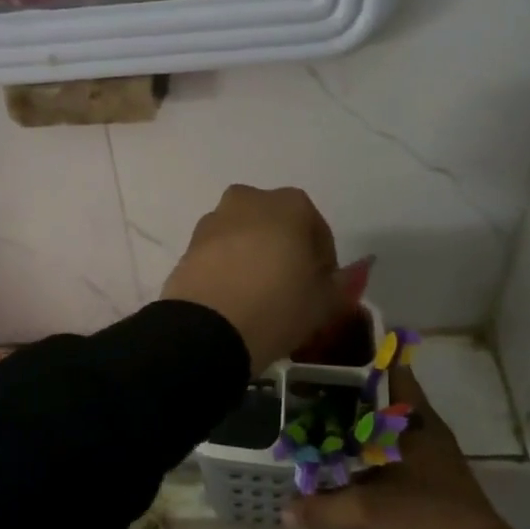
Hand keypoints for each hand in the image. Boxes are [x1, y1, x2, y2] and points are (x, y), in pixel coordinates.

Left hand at [160, 185, 351, 372]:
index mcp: (290, 204)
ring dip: (254, 258)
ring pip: (245, 237)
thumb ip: (339, 285)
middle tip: (291, 290)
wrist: (206, 328)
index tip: (322, 289)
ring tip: (259, 297)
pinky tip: (234, 299)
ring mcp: (214, 220)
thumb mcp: (324, 303)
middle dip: (285, 252)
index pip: (317, 231)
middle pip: (276, 227)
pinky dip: (229, 269)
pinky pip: (219, 254)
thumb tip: (341, 278)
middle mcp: (249, 200)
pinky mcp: (188, 245)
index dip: (323, 262)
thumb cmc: (277, 306)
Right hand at [282, 365, 511, 528]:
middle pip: (389, 399)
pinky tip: (348, 460)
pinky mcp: (433, 481)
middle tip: (318, 385)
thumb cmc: (424, 514)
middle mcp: (426, 430)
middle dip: (357, 393)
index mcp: (416, 420)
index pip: (395, 373)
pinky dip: (373, 451)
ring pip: (392, 428)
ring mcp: (432, 456)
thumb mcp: (367, 510)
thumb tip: (285, 511)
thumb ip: (324, 508)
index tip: (341, 347)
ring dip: (365, 425)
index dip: (371, 357)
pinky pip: (396, 453)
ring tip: (325, 419)